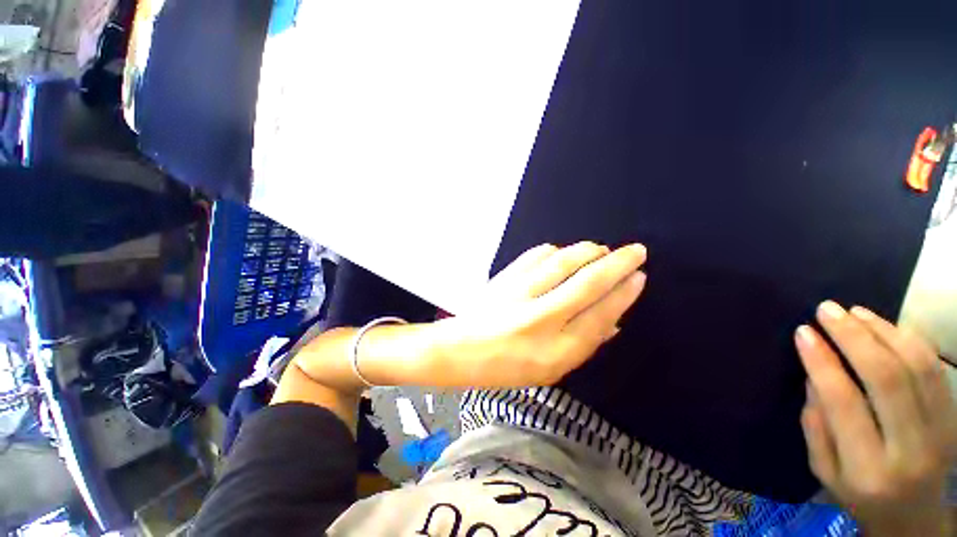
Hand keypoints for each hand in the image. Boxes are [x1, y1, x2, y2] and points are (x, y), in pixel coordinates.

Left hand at [432, 242, 646, 386]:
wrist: (461, 350)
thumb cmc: (507, 367)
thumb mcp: (551, 370)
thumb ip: (584, 344)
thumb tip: (615, 320)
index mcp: (555, 351)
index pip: (600, 315)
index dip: (623, 293)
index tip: (639, 277)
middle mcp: (540, 319)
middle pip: (587, 283)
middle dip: (617, 263)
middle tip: (635, 251)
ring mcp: (519, 293)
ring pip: (563, 262)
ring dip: (587, 251)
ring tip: (601, 249)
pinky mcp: (504, 278)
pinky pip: (536, 255)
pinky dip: (555, 250)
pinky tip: (562, 252)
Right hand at [796, 302, 956, 536]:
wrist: (914, 516)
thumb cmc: (858, 494)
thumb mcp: (823, 469)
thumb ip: (816, 424)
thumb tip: (813, 374)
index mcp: (867, 469)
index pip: (844, 403)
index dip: (822, 362)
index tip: (803, 332)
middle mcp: (909, 449)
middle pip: (887, 379)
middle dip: (854, 337)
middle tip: (827, 309)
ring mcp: (940, 431)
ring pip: (917, 367)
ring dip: (884, 331)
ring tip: (854, 311)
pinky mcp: (953, 417)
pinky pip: (935, 369)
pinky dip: (911, 340)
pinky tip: (887, 326)